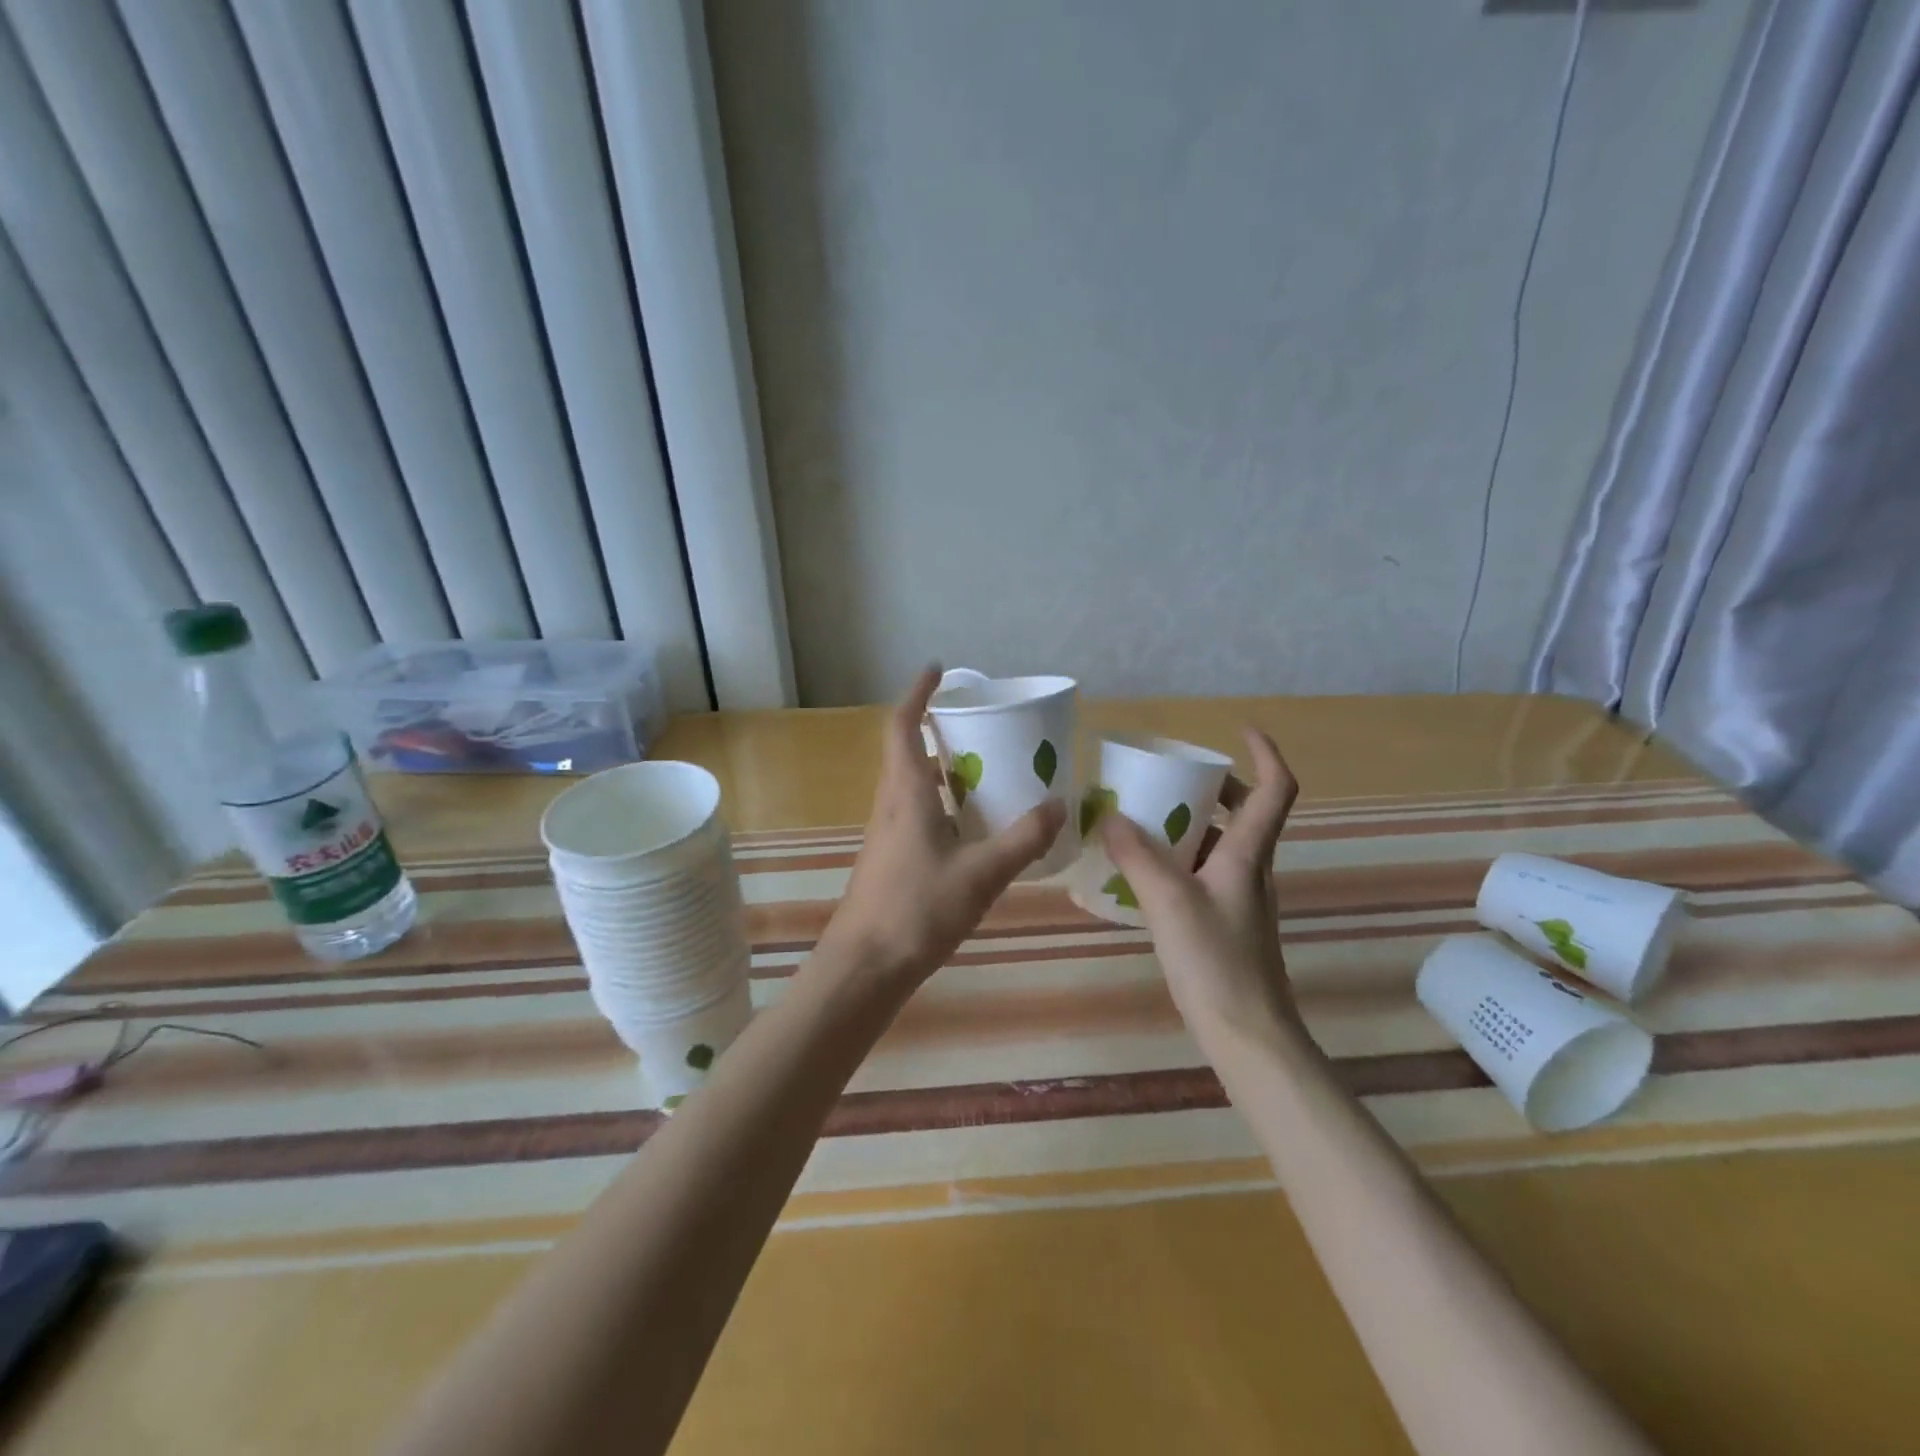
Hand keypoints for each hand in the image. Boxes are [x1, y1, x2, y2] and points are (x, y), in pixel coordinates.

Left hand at [816, 666, 1066, 995]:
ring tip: (986, 770)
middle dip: (938, 729)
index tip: (936, 670)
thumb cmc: (917, 910)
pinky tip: (973, 828)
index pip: (902, 726)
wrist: (864, 966)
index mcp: (906, 793)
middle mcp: (891, 804)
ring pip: (913, 785)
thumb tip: (1060, 805)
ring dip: (943, 769)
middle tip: (979, 724)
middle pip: (908, 751)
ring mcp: (887, 834)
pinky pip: (918, 814)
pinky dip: (944, 804)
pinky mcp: (891, 859)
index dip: (917, 693)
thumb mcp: (980, 874)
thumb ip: (1022, 839)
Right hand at [1099, 728, 1300, 1046]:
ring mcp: (1240, 898)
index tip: (1238, 731)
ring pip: (1221, 844)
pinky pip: (1205, 872)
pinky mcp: (1226, 922)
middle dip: (1214, 787)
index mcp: (1247, 854)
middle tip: (1170, 778)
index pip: (1275, 789)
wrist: (1248, 1035)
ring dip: (1191, 823)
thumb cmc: (1216, 962)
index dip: (1264, 753)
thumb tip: (1108, 815)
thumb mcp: (1168, 902)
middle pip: (1246, 813)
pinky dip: (1180, 858)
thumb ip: (1136, 856)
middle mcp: (1250, 868)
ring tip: (1145, 819)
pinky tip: (1145, 872)